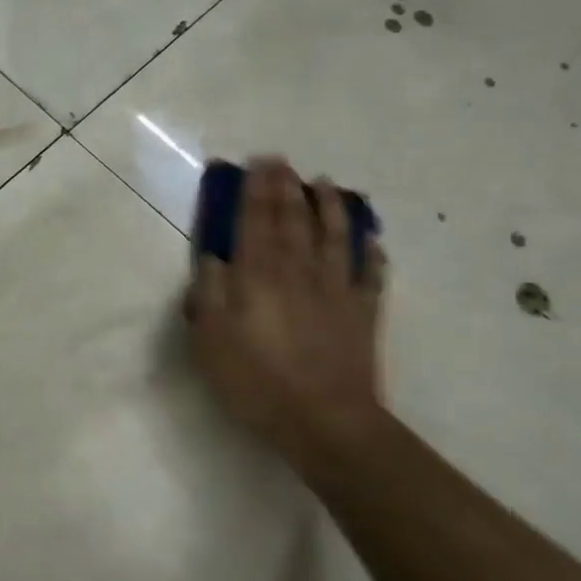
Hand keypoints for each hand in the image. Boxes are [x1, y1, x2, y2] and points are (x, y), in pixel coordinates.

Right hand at [187, 158, 386, 470]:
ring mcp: (336, 288)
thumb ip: (209, 291)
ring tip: (324, 183)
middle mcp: (298, 270)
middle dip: (285, 186)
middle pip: (292, 219)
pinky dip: (370, 251)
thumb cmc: (255, 379)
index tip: (255, 163)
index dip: (254, 189)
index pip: (254, 220)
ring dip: (328, 206)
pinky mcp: (363, 311)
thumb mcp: (210, 338)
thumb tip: (214, 256)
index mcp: (257, 274)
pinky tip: (370, 240)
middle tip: (281, 161)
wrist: (324, 419)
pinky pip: (370, 272)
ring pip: (334, 235)